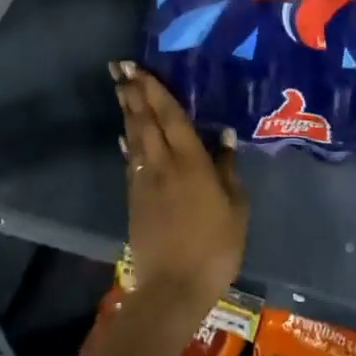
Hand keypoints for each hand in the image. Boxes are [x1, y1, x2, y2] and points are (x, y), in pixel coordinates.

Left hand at [111, 61, 248, 305]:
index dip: (155, 90)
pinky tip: (125, 135)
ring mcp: (144, 181)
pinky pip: (130, 160)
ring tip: (121, 89)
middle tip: (119, 68)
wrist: (173, 287)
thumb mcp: (235, 208)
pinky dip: (127, 142)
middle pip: (145, 121)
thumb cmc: (214, 247)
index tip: (140, 68)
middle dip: (133, 92)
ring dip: (127, 111)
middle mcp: (162, 164)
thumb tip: (224, 135)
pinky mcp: (134, 198)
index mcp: (190, 162)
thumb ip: (227, 169)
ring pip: (134, 137)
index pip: (170, 116)